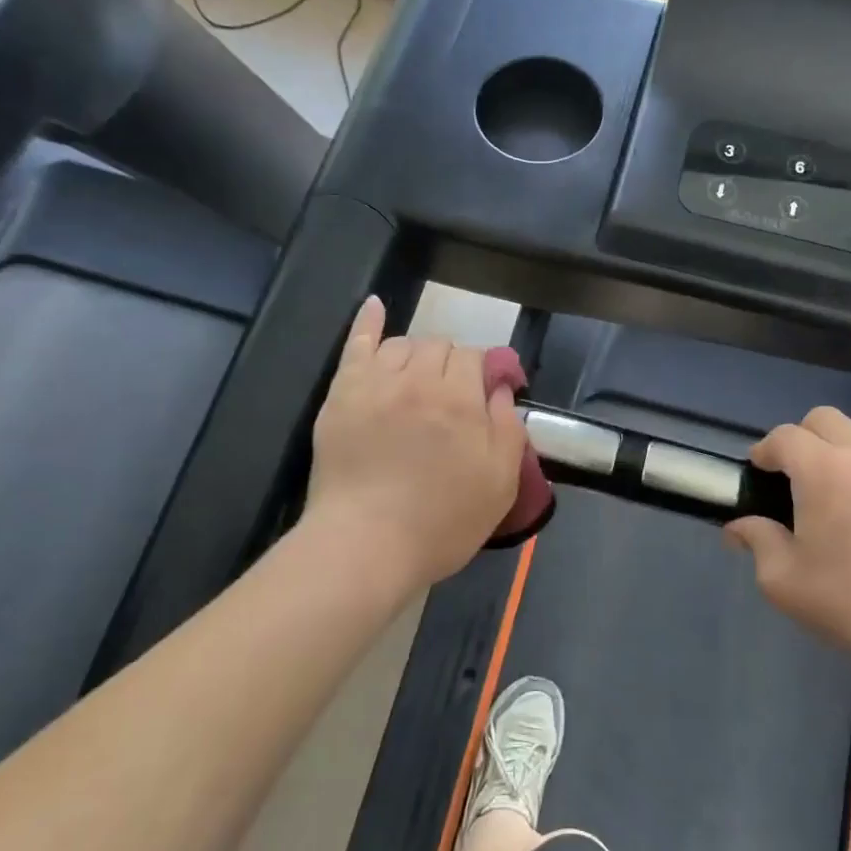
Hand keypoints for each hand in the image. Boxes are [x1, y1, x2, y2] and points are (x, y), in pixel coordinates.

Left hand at [308, 297, 527, 591]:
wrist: (365, 545)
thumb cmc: (441, 522)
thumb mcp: (500, 483)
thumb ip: (509, 428)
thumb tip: (503, 389)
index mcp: (461, 399)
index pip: (476, 359)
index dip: (483, 373)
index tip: (484, 396)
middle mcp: (419, 380)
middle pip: (440, 347)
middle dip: (451, 364)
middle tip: (451, 400)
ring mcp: (376, 383)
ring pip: (403, 345)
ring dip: (417, 355)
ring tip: (418, 382)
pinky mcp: (342, 394)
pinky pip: (357, 344)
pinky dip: (368, 321)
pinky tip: (376, 305)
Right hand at [724, 408, 850, 688]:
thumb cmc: (849, 603)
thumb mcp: (782, 580)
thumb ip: (756, 541)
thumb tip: (737, 527)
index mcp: (822, 471)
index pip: (784, 436)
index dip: (765, 449)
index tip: (759, 470)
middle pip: (825, 419)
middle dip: (803, 437)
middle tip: (798, 475)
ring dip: (844, 447)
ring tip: (841, 485)